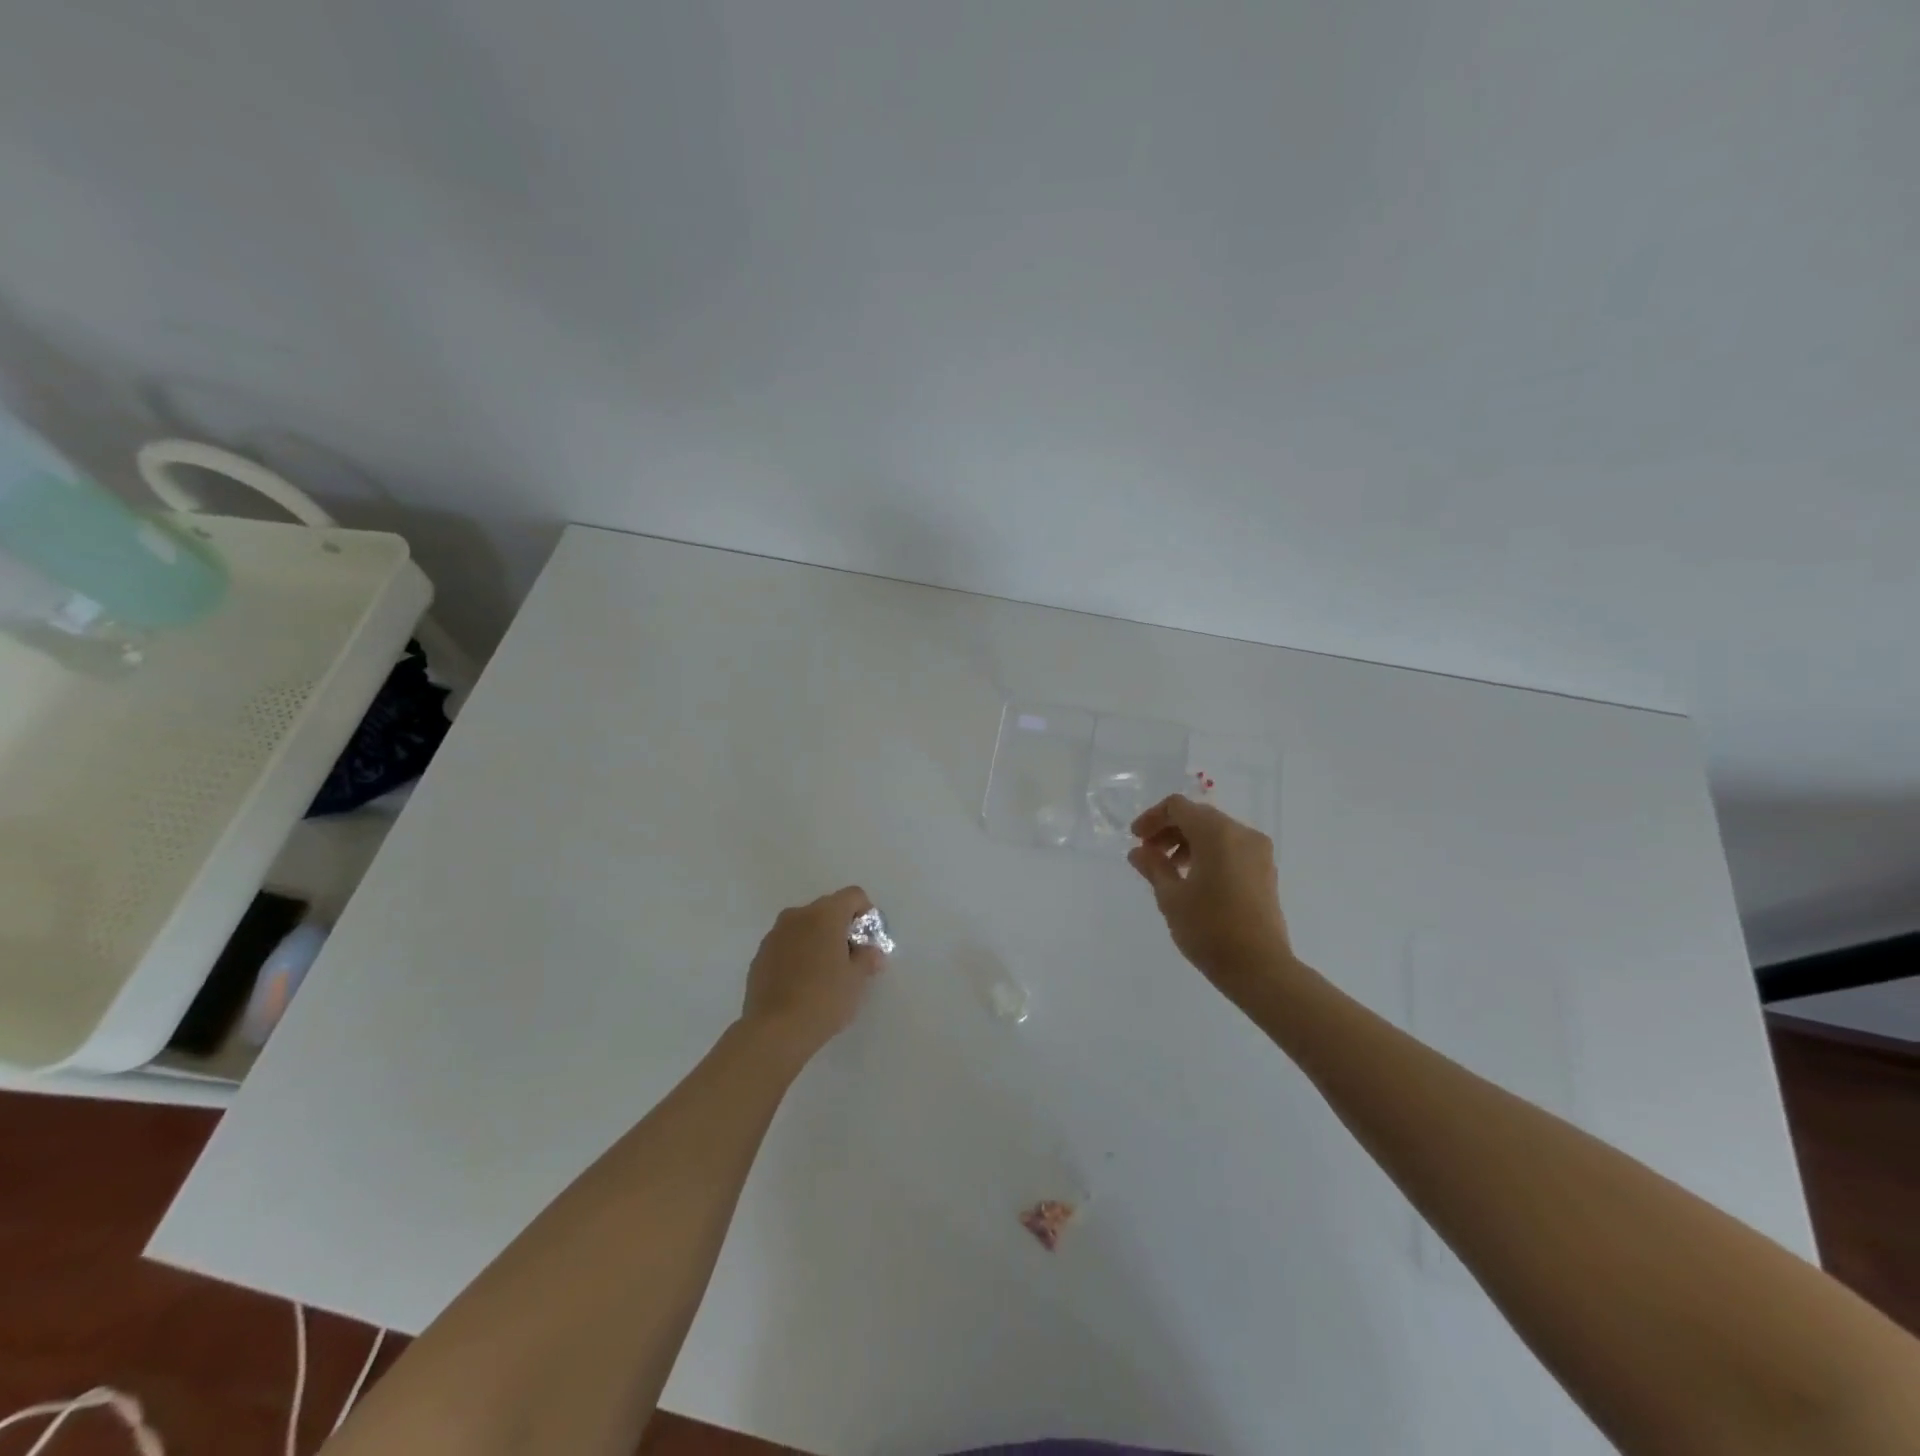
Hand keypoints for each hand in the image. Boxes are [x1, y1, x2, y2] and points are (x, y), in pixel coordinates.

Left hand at [742, 887, 886, 1060]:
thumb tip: (871, 952)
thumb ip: (867, 958)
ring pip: (804, 927)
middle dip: (842, 928)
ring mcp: (774, 935)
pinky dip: (798, 954)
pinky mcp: (760, 955)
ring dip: (818, 940)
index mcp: (824, 915)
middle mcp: (797, 916)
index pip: (853, 895)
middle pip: (828, 909)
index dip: (866, 914)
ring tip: (825, 973)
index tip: (868, 942)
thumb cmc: (824, 999)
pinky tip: (802, 984)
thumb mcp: (857, 980)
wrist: (774, 1031)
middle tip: (850, 959)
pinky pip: (787, 944)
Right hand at [1127, 795, 1296, 1005]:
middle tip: (1148, 855)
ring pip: (1216, 832)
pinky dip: (1208, 853)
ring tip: (1169, 870)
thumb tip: (1138, 851)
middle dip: (1169, 830)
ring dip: (1188, 842)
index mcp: (1217, 833)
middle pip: (1198, 817)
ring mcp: (1258, 852)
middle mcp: (1242, 834)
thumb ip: (1153, 867)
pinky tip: (1194, 879)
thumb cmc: (1209, 929)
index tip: (1136, 839)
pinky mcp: (1265, 870)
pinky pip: (1231, 848)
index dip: (1152, 818)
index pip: (1178, 807)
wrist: (1259, 968)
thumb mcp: (1171, 897)